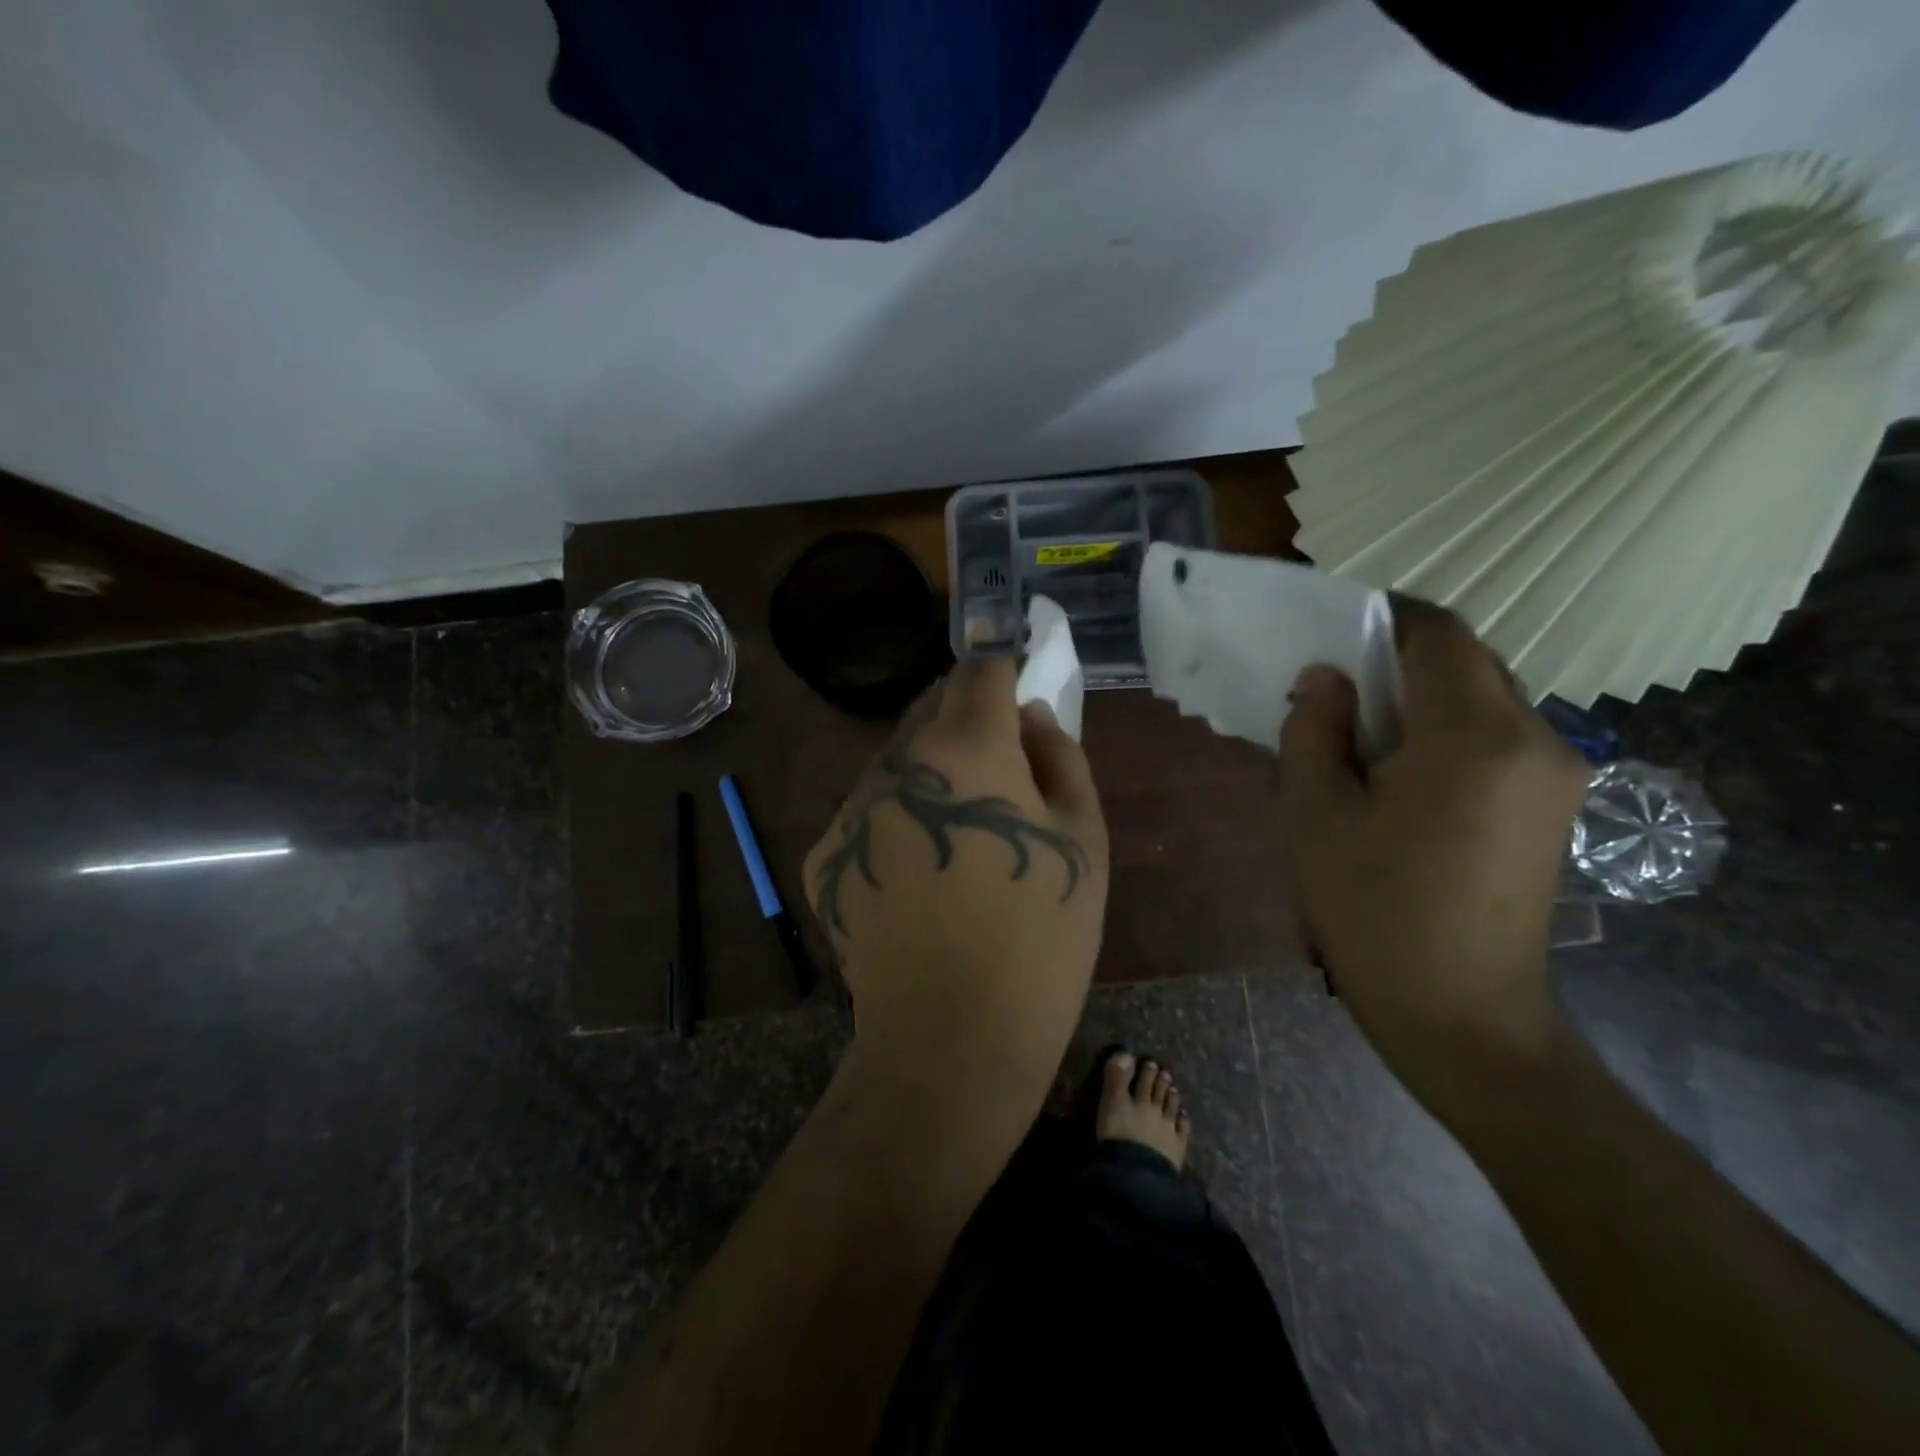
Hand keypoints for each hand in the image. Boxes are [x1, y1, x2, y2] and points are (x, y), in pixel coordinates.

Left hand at [804, 660, 1108, 1088]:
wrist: (951, 1039)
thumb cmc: (1040, 938)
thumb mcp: (1083, 839)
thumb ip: (1061, 755)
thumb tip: (1030, 716)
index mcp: (965, 749)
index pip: (979, 670)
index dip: (1001, 662)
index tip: (1015, 671)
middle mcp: (895, 764)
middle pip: (931, 709)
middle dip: (966, 718)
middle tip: (1001, 765)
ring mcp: (850, 810)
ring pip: (897, 761)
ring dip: (930, 771)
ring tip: (959, 833)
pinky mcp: (823, 856)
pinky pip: (868, 812)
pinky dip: (896, 818)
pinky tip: (919, 875)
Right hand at [1278, 604, 1589, 1105]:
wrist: (1460, 1013)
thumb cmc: (1373, 911)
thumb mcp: (1317, 815)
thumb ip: (1314, 731)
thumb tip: (1324, 678)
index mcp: (1473, 736)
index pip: (1438, 634)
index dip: (1384, 617)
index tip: (1333, 632)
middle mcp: (1536, 739)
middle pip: (1468, 661)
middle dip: (1401, 661)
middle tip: (1338, 695)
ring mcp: (1556, 774)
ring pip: (1486, 697)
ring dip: (1425, 698)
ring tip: (1364, 740)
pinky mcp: (1556, 806)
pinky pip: (1499, 737)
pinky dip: (1449, 732)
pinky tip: (1405, 777)